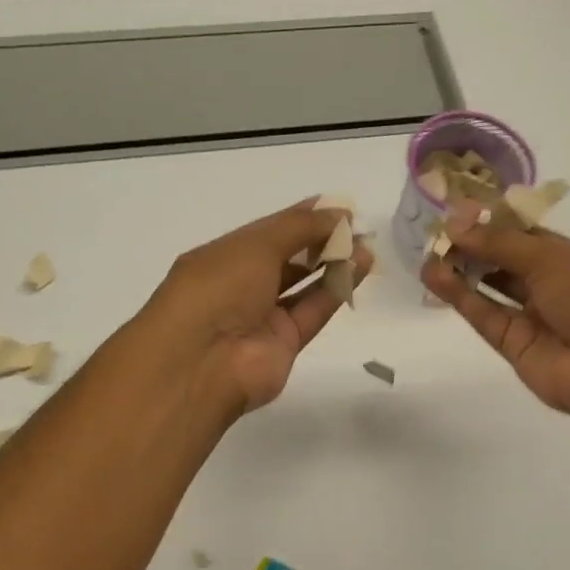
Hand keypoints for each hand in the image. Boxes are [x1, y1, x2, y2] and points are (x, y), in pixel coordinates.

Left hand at [145, 199, 373, 414]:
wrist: (202, 362)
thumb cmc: (218, 289)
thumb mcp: (256, 245)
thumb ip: (300, 227)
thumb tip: (338, 213)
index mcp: (222, 257)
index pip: (267, 232)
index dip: (301, 218)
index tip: (337, 208)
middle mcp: (240, 285)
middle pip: (287, 258)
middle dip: (320, 241)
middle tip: (357, 227)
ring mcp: (262, 317)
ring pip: (303, 285)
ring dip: (333, 264)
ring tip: (366, 246)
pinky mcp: (284, 343)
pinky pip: (313, 310)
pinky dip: (335, 289)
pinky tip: (360, 267)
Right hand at [419, 205, 569, 424]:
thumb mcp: (551, 258)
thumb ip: (500, 243)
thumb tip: (455, 224)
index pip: (525, 234)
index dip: (492, 223)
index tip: (457, 211)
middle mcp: (551, 284)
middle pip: (504, 261)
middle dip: (473, 245)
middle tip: (436, 230)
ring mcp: (531, 316)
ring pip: (490, 288)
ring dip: (461, 270)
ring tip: (428, 252)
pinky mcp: (513, 345)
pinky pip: (484, 315)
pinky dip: (460, 296)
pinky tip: (435, 276)